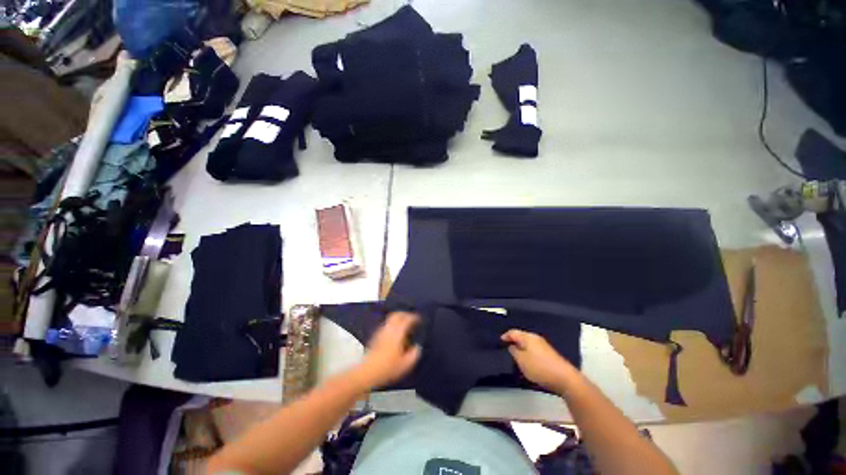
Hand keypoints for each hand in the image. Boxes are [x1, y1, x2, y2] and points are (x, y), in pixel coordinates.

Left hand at [358, 312, 420, 388]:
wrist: (368, 371)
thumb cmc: (388, 367)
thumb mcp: (406, 364)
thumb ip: (414, 354)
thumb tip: (417, 347)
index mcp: (398, 332)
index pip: (407, 319)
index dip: (414, 317)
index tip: (419, 319)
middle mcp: (389, 328)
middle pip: (397, 314)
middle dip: (405, 314)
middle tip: (412, 318)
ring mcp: (381, 331)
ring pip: (391, 318)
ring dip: (398, 319)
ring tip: (404, 325)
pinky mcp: (376, 335)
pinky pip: (386, 324)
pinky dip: (393, 325)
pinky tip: (395, 333)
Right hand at [501, 329, 575, 392]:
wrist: (565, 378)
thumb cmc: (540, 368)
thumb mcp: (522, 361)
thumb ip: (514, 351)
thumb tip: (512, 346)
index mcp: (528, 337)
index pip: (513, 332)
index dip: (505, 336)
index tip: (500, 341)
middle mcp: (536, 338)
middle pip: (521, 337)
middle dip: (514, 342)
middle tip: (507, 348)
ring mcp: (544, 346)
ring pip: (528, 344)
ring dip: (521, 348)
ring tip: (516, 356)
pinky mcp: (549, 354)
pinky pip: (534, 350)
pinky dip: (528, 353)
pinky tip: (528, 361)